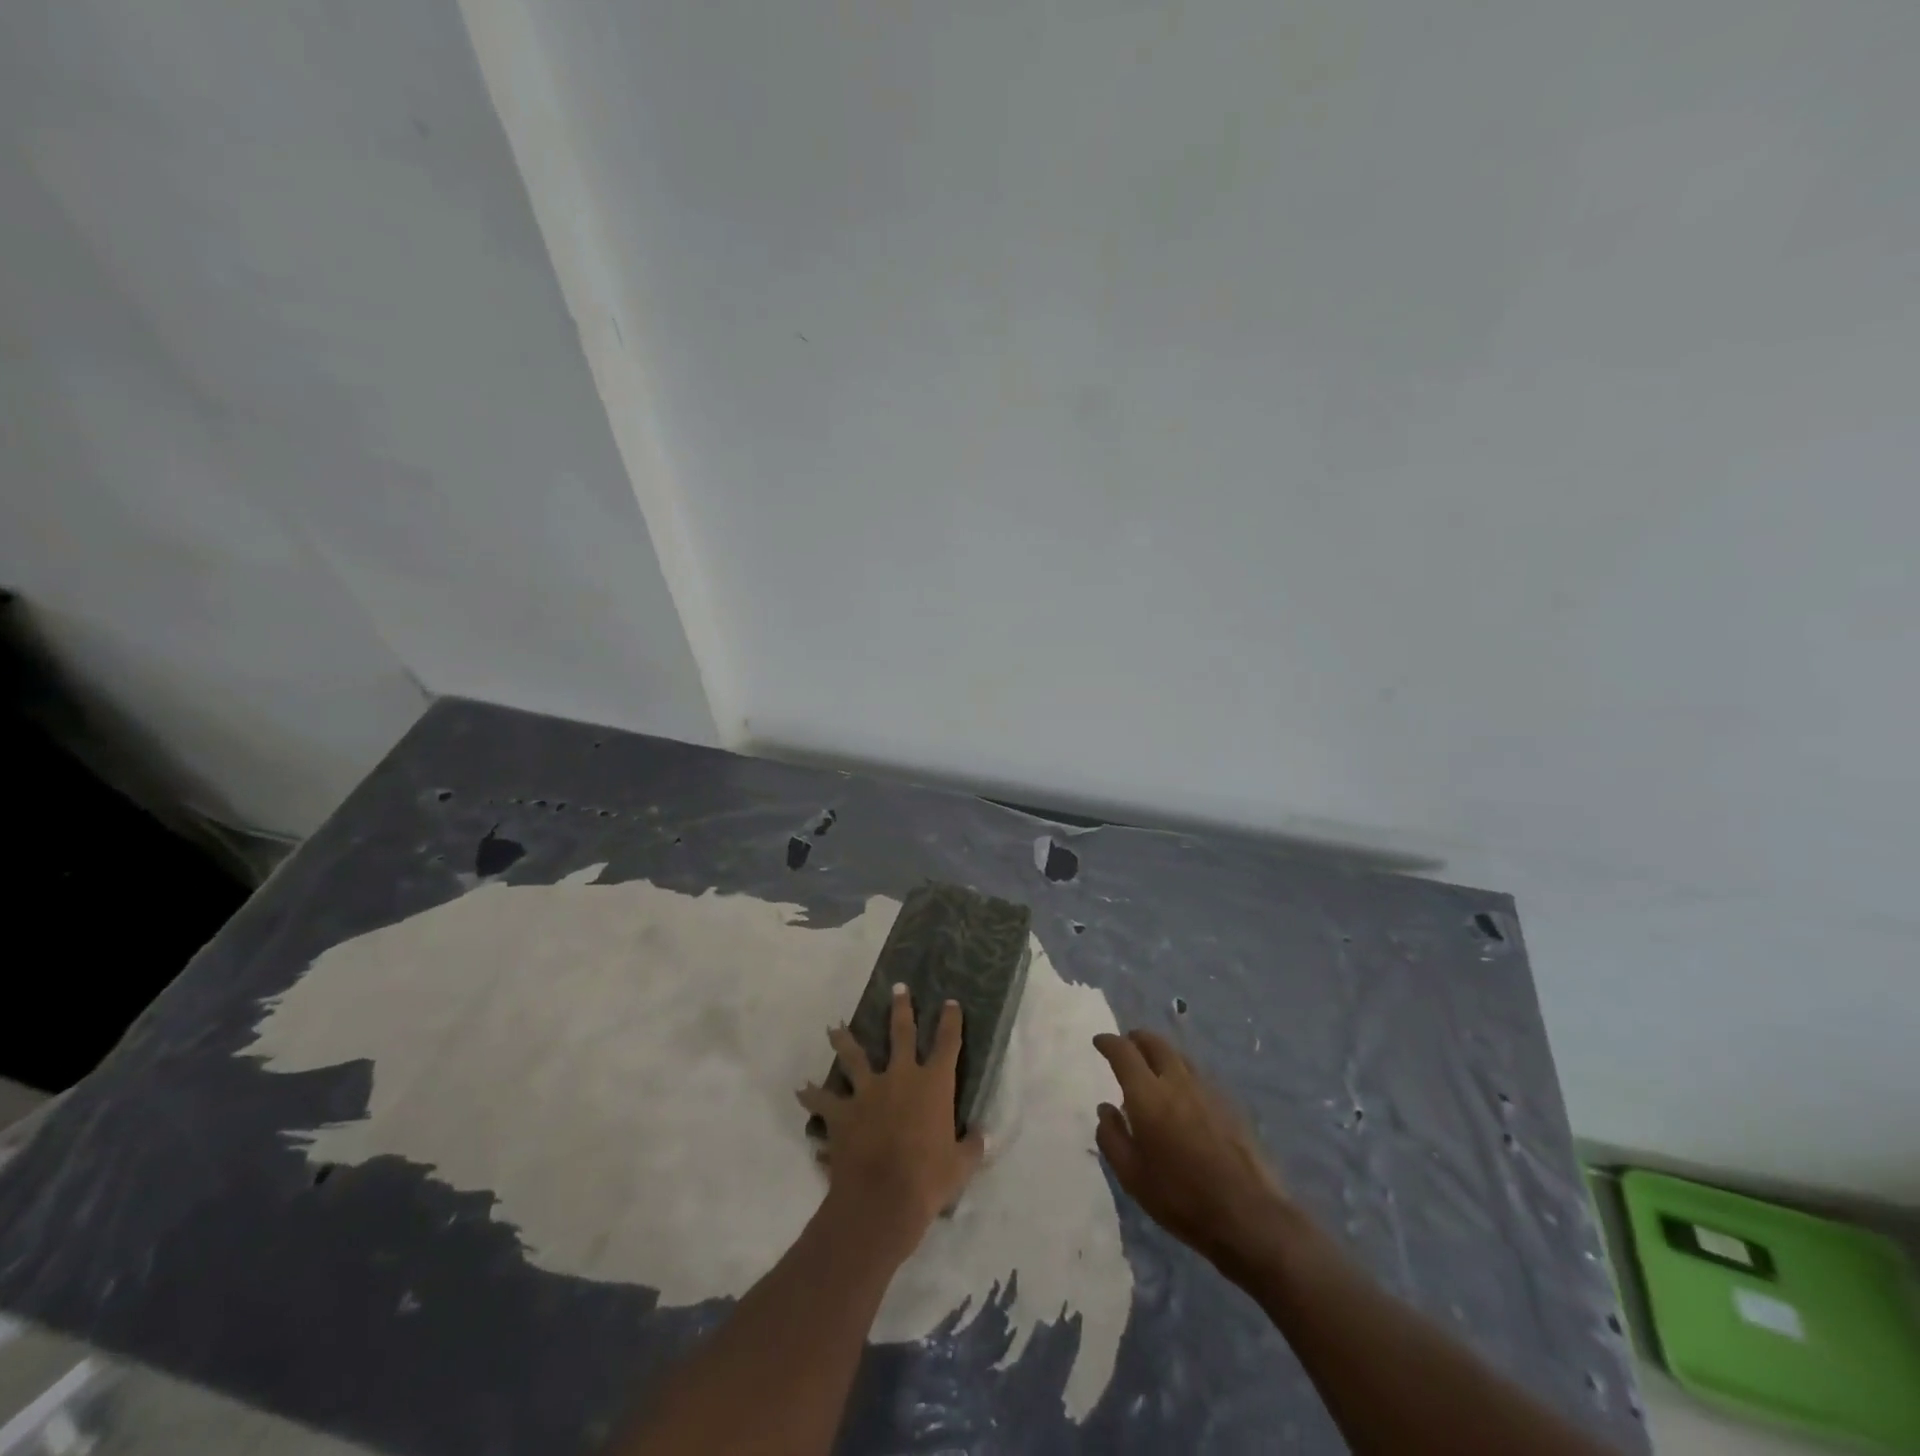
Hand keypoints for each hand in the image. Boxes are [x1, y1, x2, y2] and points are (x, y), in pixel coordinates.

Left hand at [798, 986, 985, 1257]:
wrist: (881, 1201)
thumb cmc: (928, 1181)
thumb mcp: (961, 1166)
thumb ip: (972, 1146)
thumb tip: (982, 1135)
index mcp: (934, 1085)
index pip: (948, 1043)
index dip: (950, 1021)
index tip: (950, 1002)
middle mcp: (900, 1077)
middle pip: (901, 1034)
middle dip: (901, 1008)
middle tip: (898, 988)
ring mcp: (868, 1092)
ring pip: (854, 1057)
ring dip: (844, 1040)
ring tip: (835, 1027)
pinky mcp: (843, 1113)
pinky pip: (823, 1101)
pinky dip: (812, 1095)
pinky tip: (802, 1089)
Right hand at [1093, 1029, 1300, 1275]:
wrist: (1248, 1215)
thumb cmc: (1181, 1198)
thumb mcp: (1132, 1176)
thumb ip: (1112, 1137)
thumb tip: (1105, 1109)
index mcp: (1148, 1095)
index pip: (1124, 1052)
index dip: (1108, 1042)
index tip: (1099, 1042)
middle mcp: (1177, 1082)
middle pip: (1155, 1043)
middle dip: (1136, 1039)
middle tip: (1126, 1045)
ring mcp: (1206, 1090)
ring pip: (1178, 1056)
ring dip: (1160, 1053)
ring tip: (1152, 1067)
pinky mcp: (1228, 1104)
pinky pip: (1197, 1075)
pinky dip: (1181, 1072)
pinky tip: (1182, 1093)